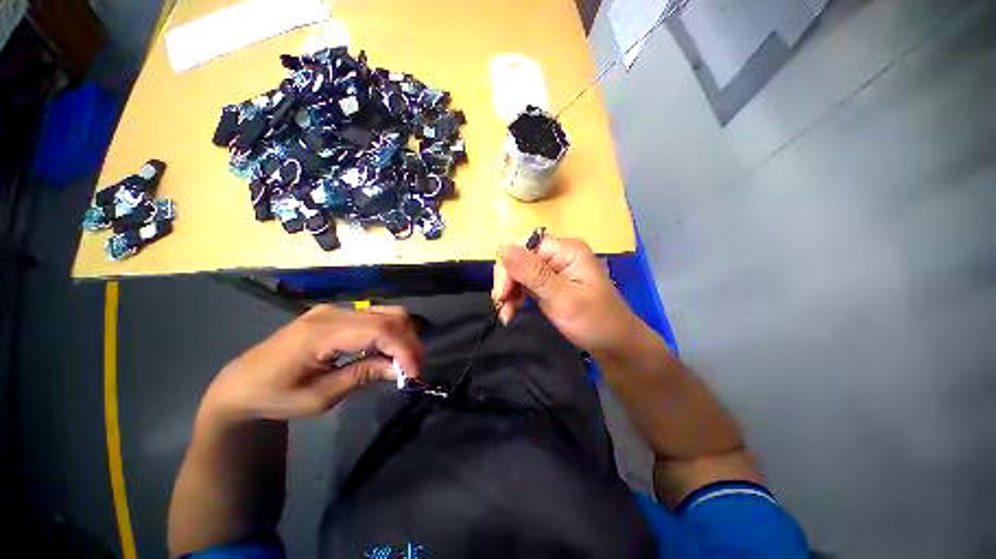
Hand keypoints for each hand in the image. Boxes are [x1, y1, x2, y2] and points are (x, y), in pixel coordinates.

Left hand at [201, 305, 422, 422]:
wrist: (242, 383)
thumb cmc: (274, 396)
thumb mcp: (318, 398)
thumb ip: (362, 376)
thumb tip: (400, 369)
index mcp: (320, 333)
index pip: (378, 330)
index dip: (403, 349)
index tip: (415, 374)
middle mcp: (332, 313)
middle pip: (388, 317)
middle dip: (409, 342)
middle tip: (414, 369)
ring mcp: (335, 309)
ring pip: (387, 312)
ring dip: (403, 336)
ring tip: (405, 361)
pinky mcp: (338, 313)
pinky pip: (376, 316)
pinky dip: (391, 332)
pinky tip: (389, 351)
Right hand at [492, 234, 641, 353]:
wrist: (615, 345)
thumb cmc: (595, 321)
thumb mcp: (563, 298)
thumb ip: (533, 274)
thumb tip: (503, 248)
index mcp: (566, 250)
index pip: (525, 246)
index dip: (509, 267)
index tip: (502, 294)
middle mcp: (559, 255)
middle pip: (520, 258)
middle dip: (507, 281)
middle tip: (502, 306)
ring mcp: (554, 270)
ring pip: (519, 272)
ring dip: (509, 291)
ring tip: (506, 314)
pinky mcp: (550, 284)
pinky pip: (525, 284)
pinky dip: (516, 297)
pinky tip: (511, 311)